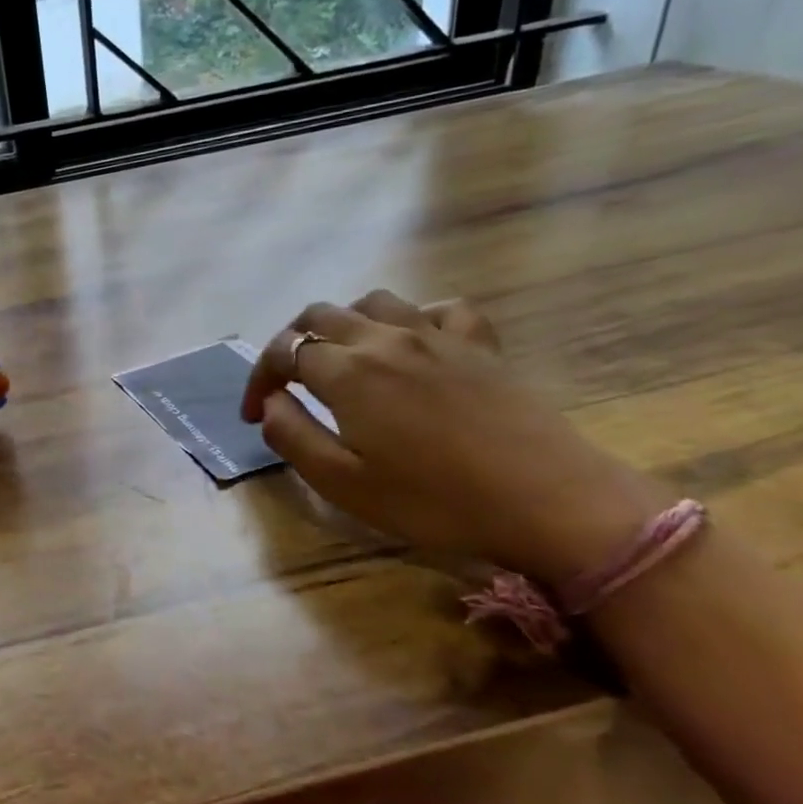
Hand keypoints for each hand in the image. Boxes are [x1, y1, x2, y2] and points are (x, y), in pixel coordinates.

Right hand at [241, 290, 663, 585]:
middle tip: (287, 383)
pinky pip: (439, 309)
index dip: (260, 378)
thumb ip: (292, 435)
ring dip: (343, 322)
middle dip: (291, 342)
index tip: (255, 412)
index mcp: (347, 371)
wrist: (547, 501)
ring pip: (373, 302)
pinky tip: (413, 343)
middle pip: (320, 315)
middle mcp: (385, 339)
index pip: (283, 351)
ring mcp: (437, 335)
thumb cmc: (433, 500)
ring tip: (340, 356)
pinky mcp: (480, 345)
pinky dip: (413, 318)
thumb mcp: (343, 483)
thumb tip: (272, 403)